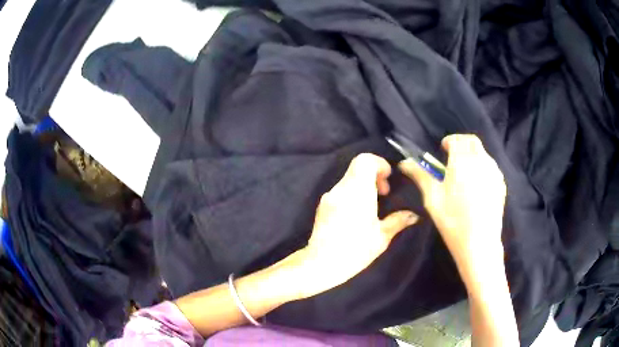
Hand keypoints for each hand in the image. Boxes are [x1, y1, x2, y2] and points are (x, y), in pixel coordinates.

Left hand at [295, 153, 417, 298]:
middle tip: (384, 194)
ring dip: (363, 185)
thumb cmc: (355, 250)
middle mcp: (341, 189)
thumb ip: (398, 221)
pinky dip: (353, 193)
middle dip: (374, 175)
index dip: (379, 163)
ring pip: (349, 178)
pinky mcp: (323, 205)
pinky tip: (358, 214)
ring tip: (373, 206)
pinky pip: (341, 190)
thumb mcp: (381, 237)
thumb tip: (413, 215)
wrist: (321, 263)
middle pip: (357, 167)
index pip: (365, 160)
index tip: (388, 179)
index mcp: (357, 191)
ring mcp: (329, 196)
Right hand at [398, 135, 506, 278]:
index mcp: (462, 161)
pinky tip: (476, 185)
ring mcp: (494, 172)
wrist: (479, 243)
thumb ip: (421, 175)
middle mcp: (480, 161)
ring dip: (472, 154)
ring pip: (483, 152)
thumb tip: (404, 162)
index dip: (449, 142)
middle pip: (472, 141)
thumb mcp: (433, 198)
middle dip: (461, 144)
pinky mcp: (501, 183)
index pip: (457, 139)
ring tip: (464, 173)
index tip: (443, 151)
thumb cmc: (452, 221)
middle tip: (452, 159)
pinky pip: (490, 166)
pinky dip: (482, 166)